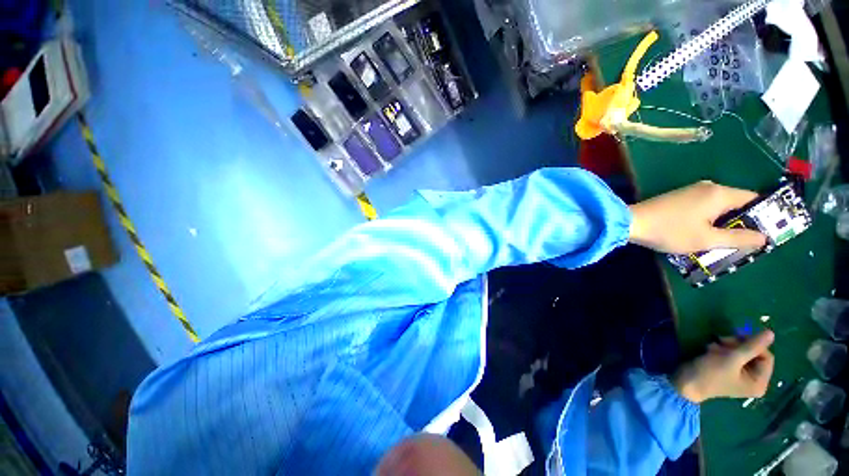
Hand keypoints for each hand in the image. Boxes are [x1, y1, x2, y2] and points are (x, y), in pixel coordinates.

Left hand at [629, 181, 766, 253]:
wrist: (630, 222)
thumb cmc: (670, 231)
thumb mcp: (707, 239)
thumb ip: (738, 238)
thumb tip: (764, 237)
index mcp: (720, 193)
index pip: (754, 200)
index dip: (764, 216)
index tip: (769, 233)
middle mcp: (709, 187)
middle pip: (738, 203)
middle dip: (745, 222)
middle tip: (748, 243)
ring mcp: (692, 191)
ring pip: (721, 207)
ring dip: (726, 223)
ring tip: (729, 242)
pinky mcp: (680, 198)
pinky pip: (705, 207)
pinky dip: (711, 220)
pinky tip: (708, 234)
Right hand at [673, 330, 774, 403]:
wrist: (685, 382)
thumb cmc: (710, 374)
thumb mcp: (731, 359)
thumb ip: (751, 346)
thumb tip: (771, 333)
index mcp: (759, 382)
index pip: (766, 356)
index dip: (753, 345)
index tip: (735, 337)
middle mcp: (753, 380)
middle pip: (754, 354)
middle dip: (737, 345)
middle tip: (720, 341)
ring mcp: (740, 375)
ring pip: (742, 353)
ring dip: (727, 346)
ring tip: (712, 348)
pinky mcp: (729, 370)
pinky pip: (732, 356)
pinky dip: (721, 350)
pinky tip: (710, 351)